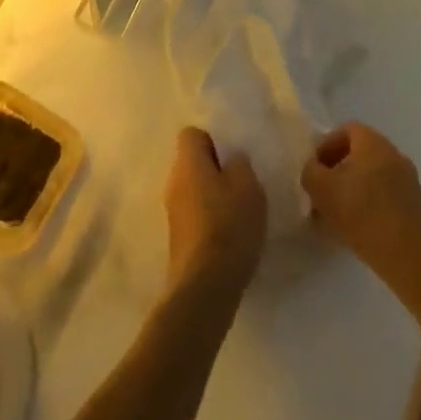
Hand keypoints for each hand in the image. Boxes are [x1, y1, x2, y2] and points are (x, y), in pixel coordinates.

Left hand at [164, 127, 266, 306]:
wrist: (205, 286)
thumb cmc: (228, 225)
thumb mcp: (248, 186)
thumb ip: (240, 163)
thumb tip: (232, 158)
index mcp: (187, 162)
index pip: (192, 134)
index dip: (213, 139)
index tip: (234, 155)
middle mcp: (174, 182)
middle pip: (193, 163)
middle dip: (216, 169)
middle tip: (242, 182)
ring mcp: (173, 212)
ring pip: (194, 190)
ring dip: (214, 195)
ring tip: (240, 210)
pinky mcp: (178, 239)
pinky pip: (195, 215)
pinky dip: (210, 219)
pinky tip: (231, 234)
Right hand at [301, 122, 420, 287]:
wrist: (409, 258)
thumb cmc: (361, 214)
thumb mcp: (320, 189)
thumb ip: (310, 171)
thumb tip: (314, 169)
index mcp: (373, 143)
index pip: (347, 130)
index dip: (327, 146)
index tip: (316, 169)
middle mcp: (395, 155)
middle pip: (361, 154)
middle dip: (339, 171)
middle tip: (324, 193)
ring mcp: (411, 182)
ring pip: (375, 177)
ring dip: (356, 190)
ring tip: (340, 216)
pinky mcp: (419, 208)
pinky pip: (389, 198)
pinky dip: (373, 206)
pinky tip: (362, 230)